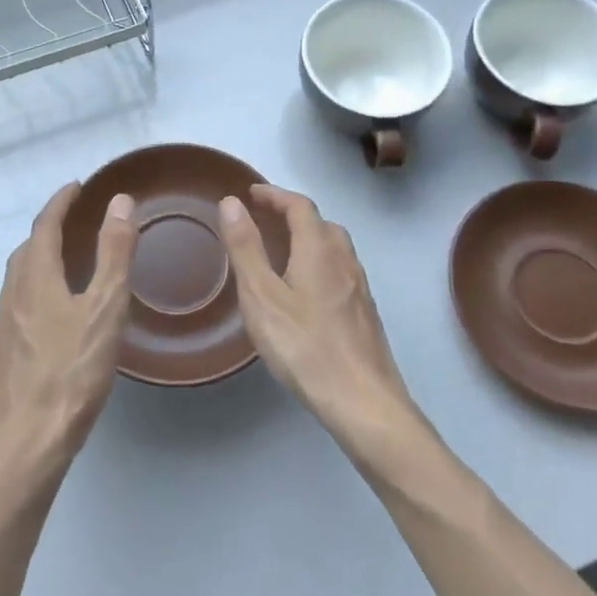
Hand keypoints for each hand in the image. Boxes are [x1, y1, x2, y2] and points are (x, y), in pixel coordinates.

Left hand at [0, 182, 135, 481]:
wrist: (30, 438)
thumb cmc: (73, 371)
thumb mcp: (105, 307)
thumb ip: (114, 253)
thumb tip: (120, 202)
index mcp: (35, 278)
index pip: (44, 226)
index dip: (60, 202)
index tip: (77, 186)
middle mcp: (13, 294)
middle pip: (26, 249)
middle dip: (48, 228)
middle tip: (74, 220)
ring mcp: (4, 325)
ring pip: (19, 277)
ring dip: (39, 257)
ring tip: (65, 259)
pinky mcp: (5, 352)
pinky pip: (18, 302)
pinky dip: (36, 286)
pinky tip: (53, 310)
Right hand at [219, 185, 425, 460]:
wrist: (362, 400)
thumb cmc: (304, 346)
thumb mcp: (262, 296)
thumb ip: (245, 248)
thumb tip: (232, 202)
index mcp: (319, 250)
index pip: (300, 206)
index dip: (275, 195)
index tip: (252, 195)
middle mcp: (345, 261)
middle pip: (322, 224)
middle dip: (293, 214)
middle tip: (265, 221)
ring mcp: (360, 288)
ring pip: (336, 249)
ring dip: (309, 238)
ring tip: (283, 253)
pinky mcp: (365, 313)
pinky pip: (341, 272)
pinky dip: (320, 264)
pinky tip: (306, 292)